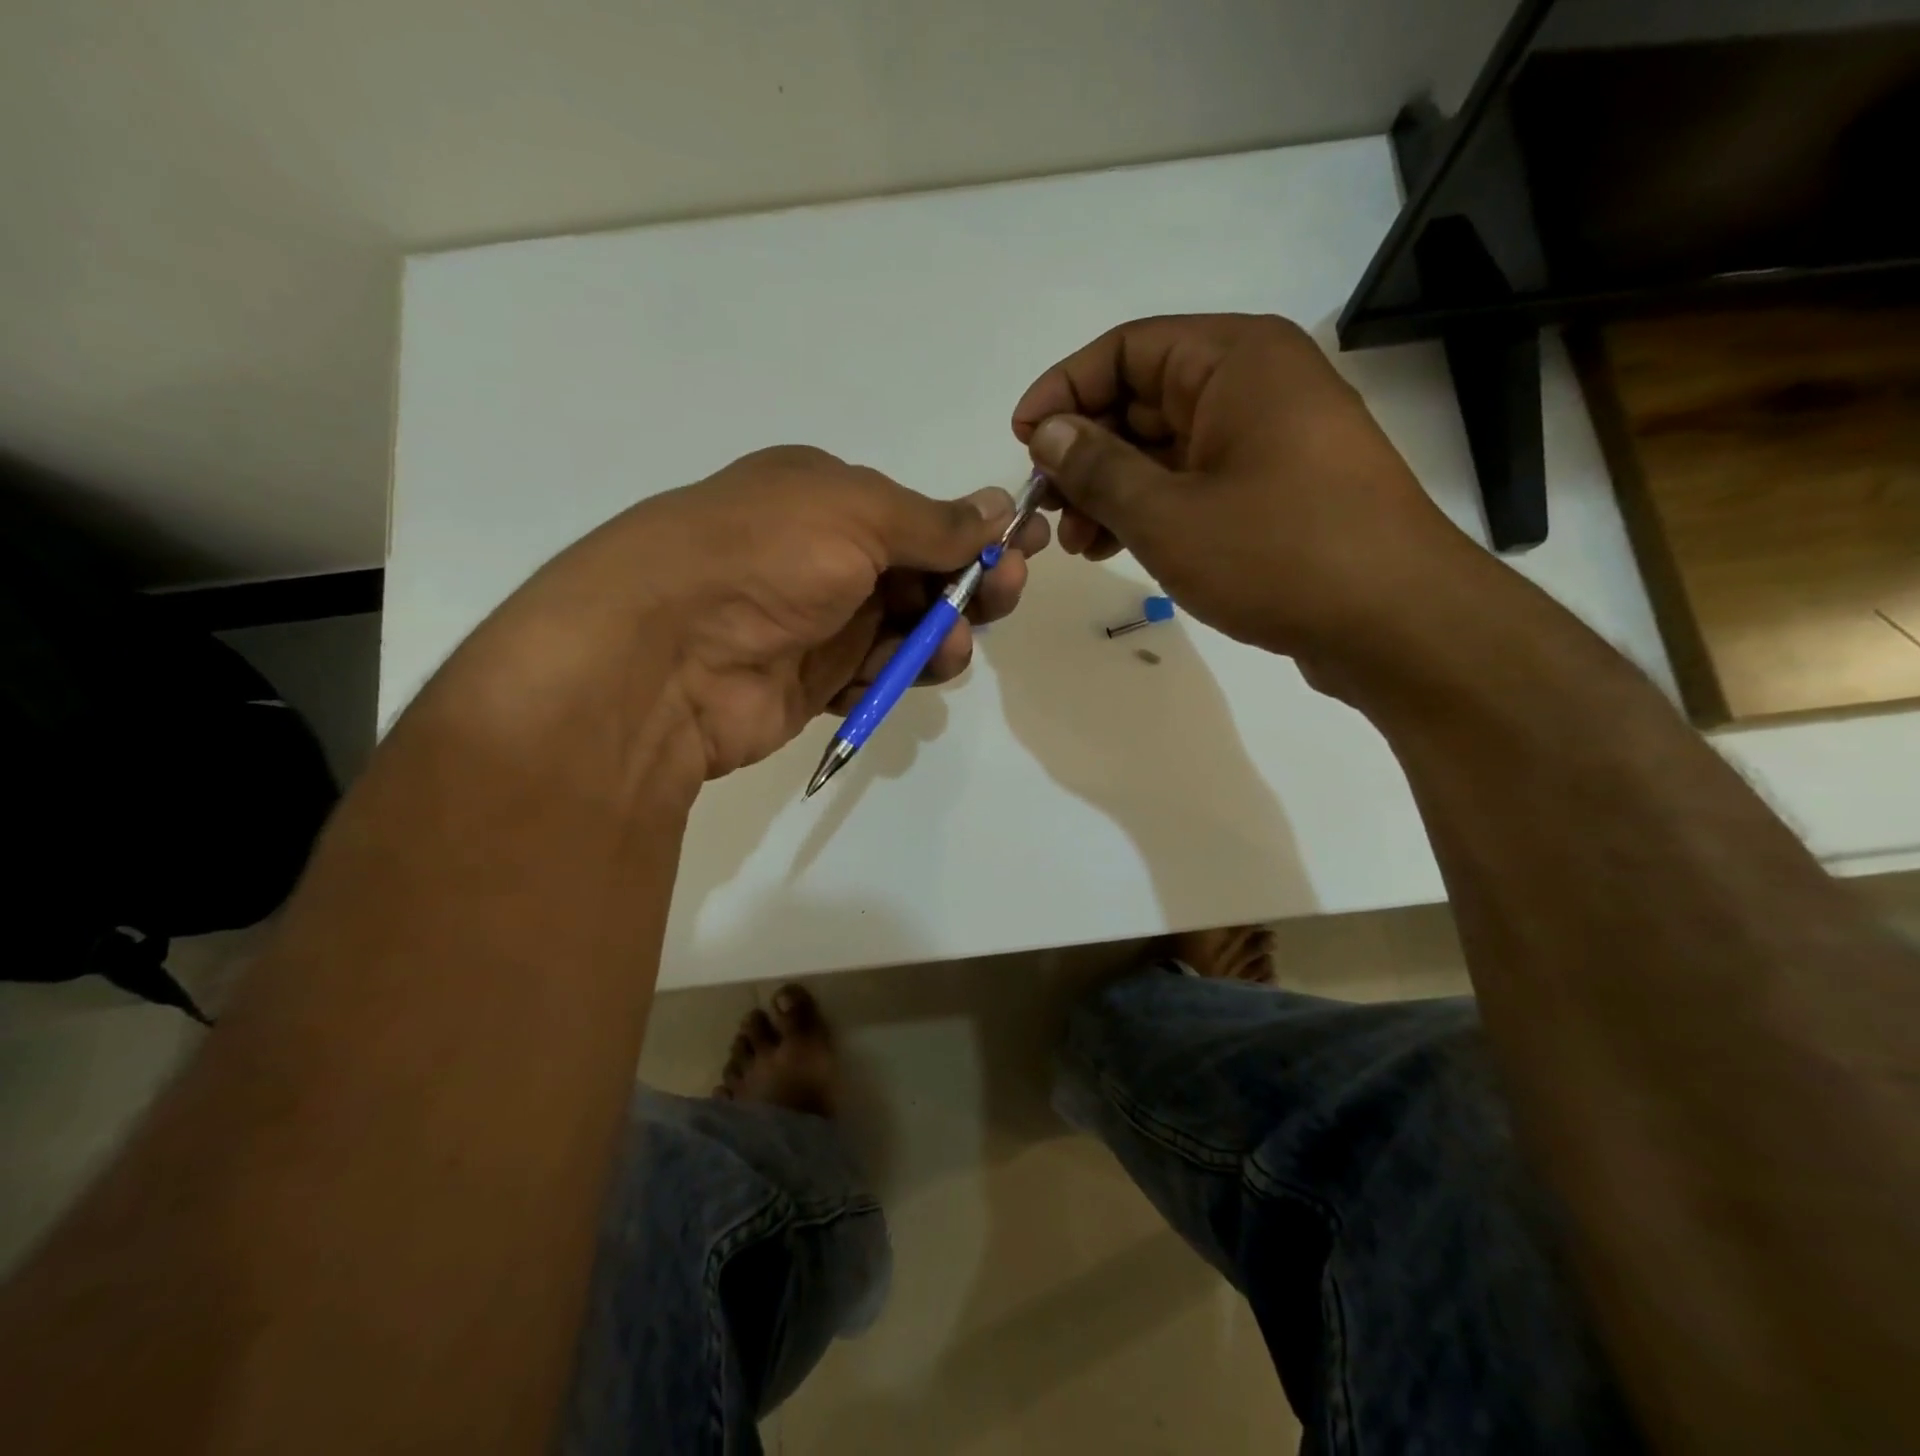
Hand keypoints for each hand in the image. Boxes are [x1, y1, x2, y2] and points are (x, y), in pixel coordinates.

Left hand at [433, 446, 1047, 792]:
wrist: (665, 654)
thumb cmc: (765, 555)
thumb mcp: (855, 514)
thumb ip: (932, 521)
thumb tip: (997, 506)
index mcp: (827, 499)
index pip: (920, 516)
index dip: (975, 533)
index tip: (1026, 548)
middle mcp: (823, 557)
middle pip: (919, 575)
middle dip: (967, 585)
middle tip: (1003, 594)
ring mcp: (816, 624)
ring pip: (903, 631)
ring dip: (939, 636)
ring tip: (947, 647)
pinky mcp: (811, 683)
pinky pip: (873, 676)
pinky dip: (897, 676)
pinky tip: (909, 676)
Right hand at [1012, 314, 1473, 666]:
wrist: (1394, 623)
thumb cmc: (1277, 554)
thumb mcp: (1168, 513)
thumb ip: (1098, 467)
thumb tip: (1048, 431)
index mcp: (1235, 360)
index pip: (1126, 349)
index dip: (1064, 390)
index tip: (1021, 441)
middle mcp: (1255, 385)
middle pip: (1143, 398)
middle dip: (1085, 452)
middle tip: (1047, 508)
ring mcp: (1268, 440)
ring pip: (1166, 448)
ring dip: (1113, 489)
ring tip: (1077, 543)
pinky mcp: (1275, 489)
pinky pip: (1195, 482)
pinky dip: (1151, 510)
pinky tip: (1116, 548)